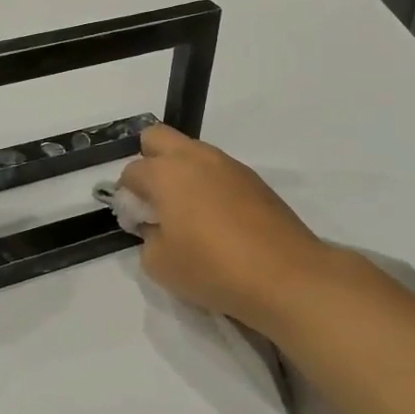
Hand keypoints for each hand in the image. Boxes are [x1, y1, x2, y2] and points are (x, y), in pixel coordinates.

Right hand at [118, 124, 332, 333]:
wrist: (286, 276)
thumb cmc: (212, 268)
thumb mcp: (159, 265)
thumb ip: (147, 238)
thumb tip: (157, 226)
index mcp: (165, 172)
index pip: (131, 172)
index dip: (128, 198)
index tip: (138, 225)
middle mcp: (194, 157)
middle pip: (156, 138)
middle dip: (149, 162)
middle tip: (157, 201)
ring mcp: (228, 164)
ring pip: (191, 152)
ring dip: (182, 173)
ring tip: (190, 215)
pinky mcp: (253, 179)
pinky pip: (218, 171)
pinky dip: (210, 186)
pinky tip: (219, 221)